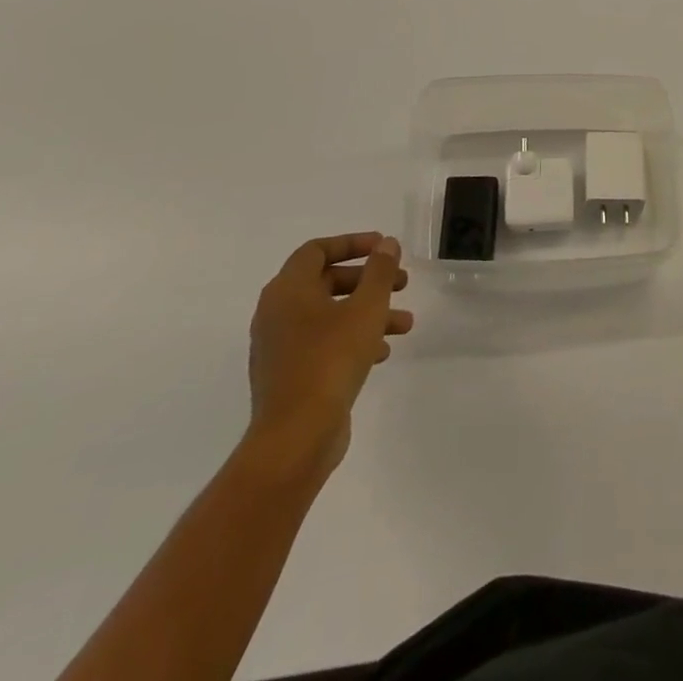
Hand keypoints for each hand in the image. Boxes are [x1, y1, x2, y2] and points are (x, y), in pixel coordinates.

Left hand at [246, 233, 412, 480]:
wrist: (295, 438)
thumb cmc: (330, 360)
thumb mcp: (366, 308)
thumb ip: (379, 271)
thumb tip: (386, 244)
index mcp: (288, 290)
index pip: (317, 250)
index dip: (352, 243)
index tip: (384, 247)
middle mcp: (277, 313)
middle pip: (326, 281)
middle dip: (368, 281)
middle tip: (401, 284)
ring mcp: (280, 347)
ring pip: (330, 315)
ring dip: (368, 313)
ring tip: (405, 324)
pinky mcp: (289, 375)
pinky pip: (324, 344)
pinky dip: (353, 339)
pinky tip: (382, 352)